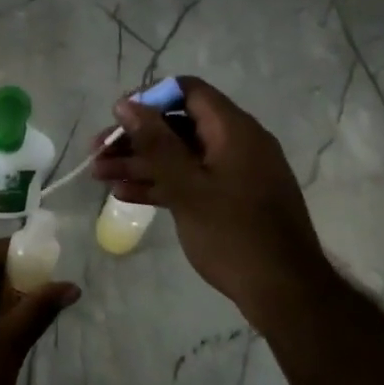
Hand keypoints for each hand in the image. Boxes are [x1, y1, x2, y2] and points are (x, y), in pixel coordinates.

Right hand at [91, 77, 327, 324]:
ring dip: (141, 163)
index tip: (117, 116)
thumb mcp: (187, 186)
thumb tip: (126, 104)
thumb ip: (155, 142)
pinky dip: (162, 183)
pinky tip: (125, 195)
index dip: (149, 98)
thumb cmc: (233, 233)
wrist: (285, 293)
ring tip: (100, 176)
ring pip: (181, 155)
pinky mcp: (232, 199)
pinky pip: (192, 179)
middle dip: (136, 137)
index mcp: (234, 130)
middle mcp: (237, 143)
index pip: (187, 92)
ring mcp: (235, 172)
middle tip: (98, 152)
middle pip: (178, 125)